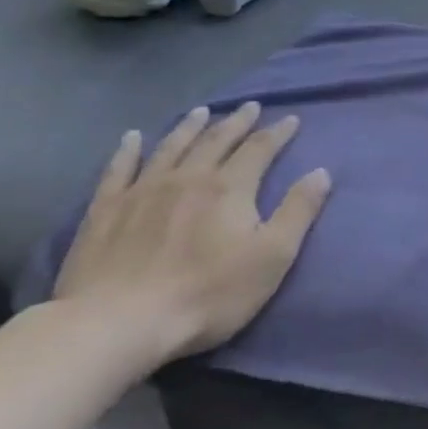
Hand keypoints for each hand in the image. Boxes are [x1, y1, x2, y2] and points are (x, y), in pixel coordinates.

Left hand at [53, 101, 332, 362]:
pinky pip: (119, 169)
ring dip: (190, 127)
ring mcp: (142, 191)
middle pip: (216, 141)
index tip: (291, 119)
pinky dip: (128, 150)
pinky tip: (133, 138)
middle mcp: (187, 177)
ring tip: (202, 111)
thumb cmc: (208, 293)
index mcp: (229, 187)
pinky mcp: (106, 210)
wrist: (119, 322)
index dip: (277, 133)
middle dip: (237, 122)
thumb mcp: (272, 256)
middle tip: (250, 106)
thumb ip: (298, 211)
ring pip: (171, 147)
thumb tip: (321, 172)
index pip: (259, 149)